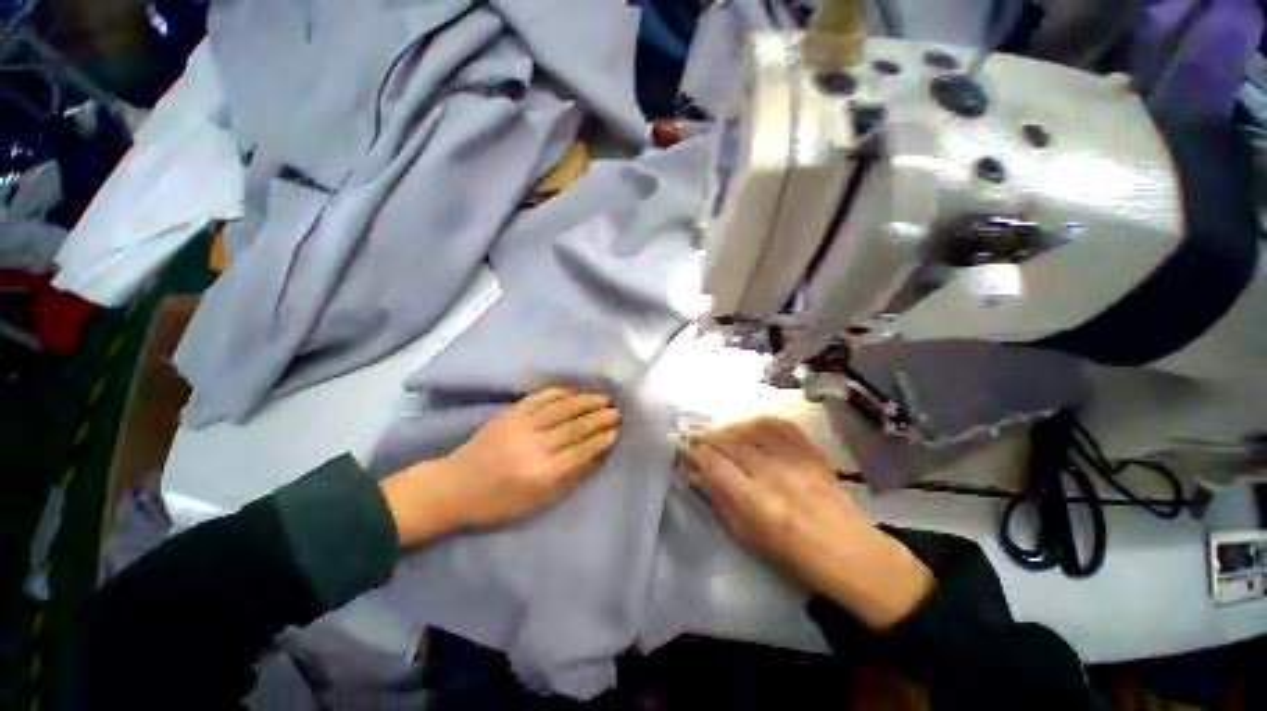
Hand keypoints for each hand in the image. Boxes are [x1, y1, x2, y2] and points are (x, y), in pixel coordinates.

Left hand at [381, 388, 619, 545]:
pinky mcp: (509, 414)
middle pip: (574, 427)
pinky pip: (539, 398)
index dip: (601, 439)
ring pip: (561, 408)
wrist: (452, 487)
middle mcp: (533, 446)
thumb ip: (569, 479)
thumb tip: (597, 457)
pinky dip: (559, 392)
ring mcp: (520, 426)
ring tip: (603, 397)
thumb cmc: (496, 503)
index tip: (617, 430)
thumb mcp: (536, 503)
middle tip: (617, 410)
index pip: (581, 451)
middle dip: (599, 418)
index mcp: (541, 473)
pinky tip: (574, 391)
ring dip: (585, 401)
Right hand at [687, 417, 933, 629]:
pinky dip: (758, 421)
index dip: (696, 454)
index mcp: (758, 504)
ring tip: (720, 433)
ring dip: (730, 428)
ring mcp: (796, 460)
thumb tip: (697, 473)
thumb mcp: (748, 537)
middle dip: (707, 437)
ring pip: (751, 428)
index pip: (715, 464)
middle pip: (731, 442)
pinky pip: (779, 424)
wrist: (852, 554)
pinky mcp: (811, 452)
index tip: (687, 452)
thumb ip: (720, 501)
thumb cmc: (794, 556)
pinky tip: (749, 427)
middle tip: (694, 436)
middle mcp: (775, 475)